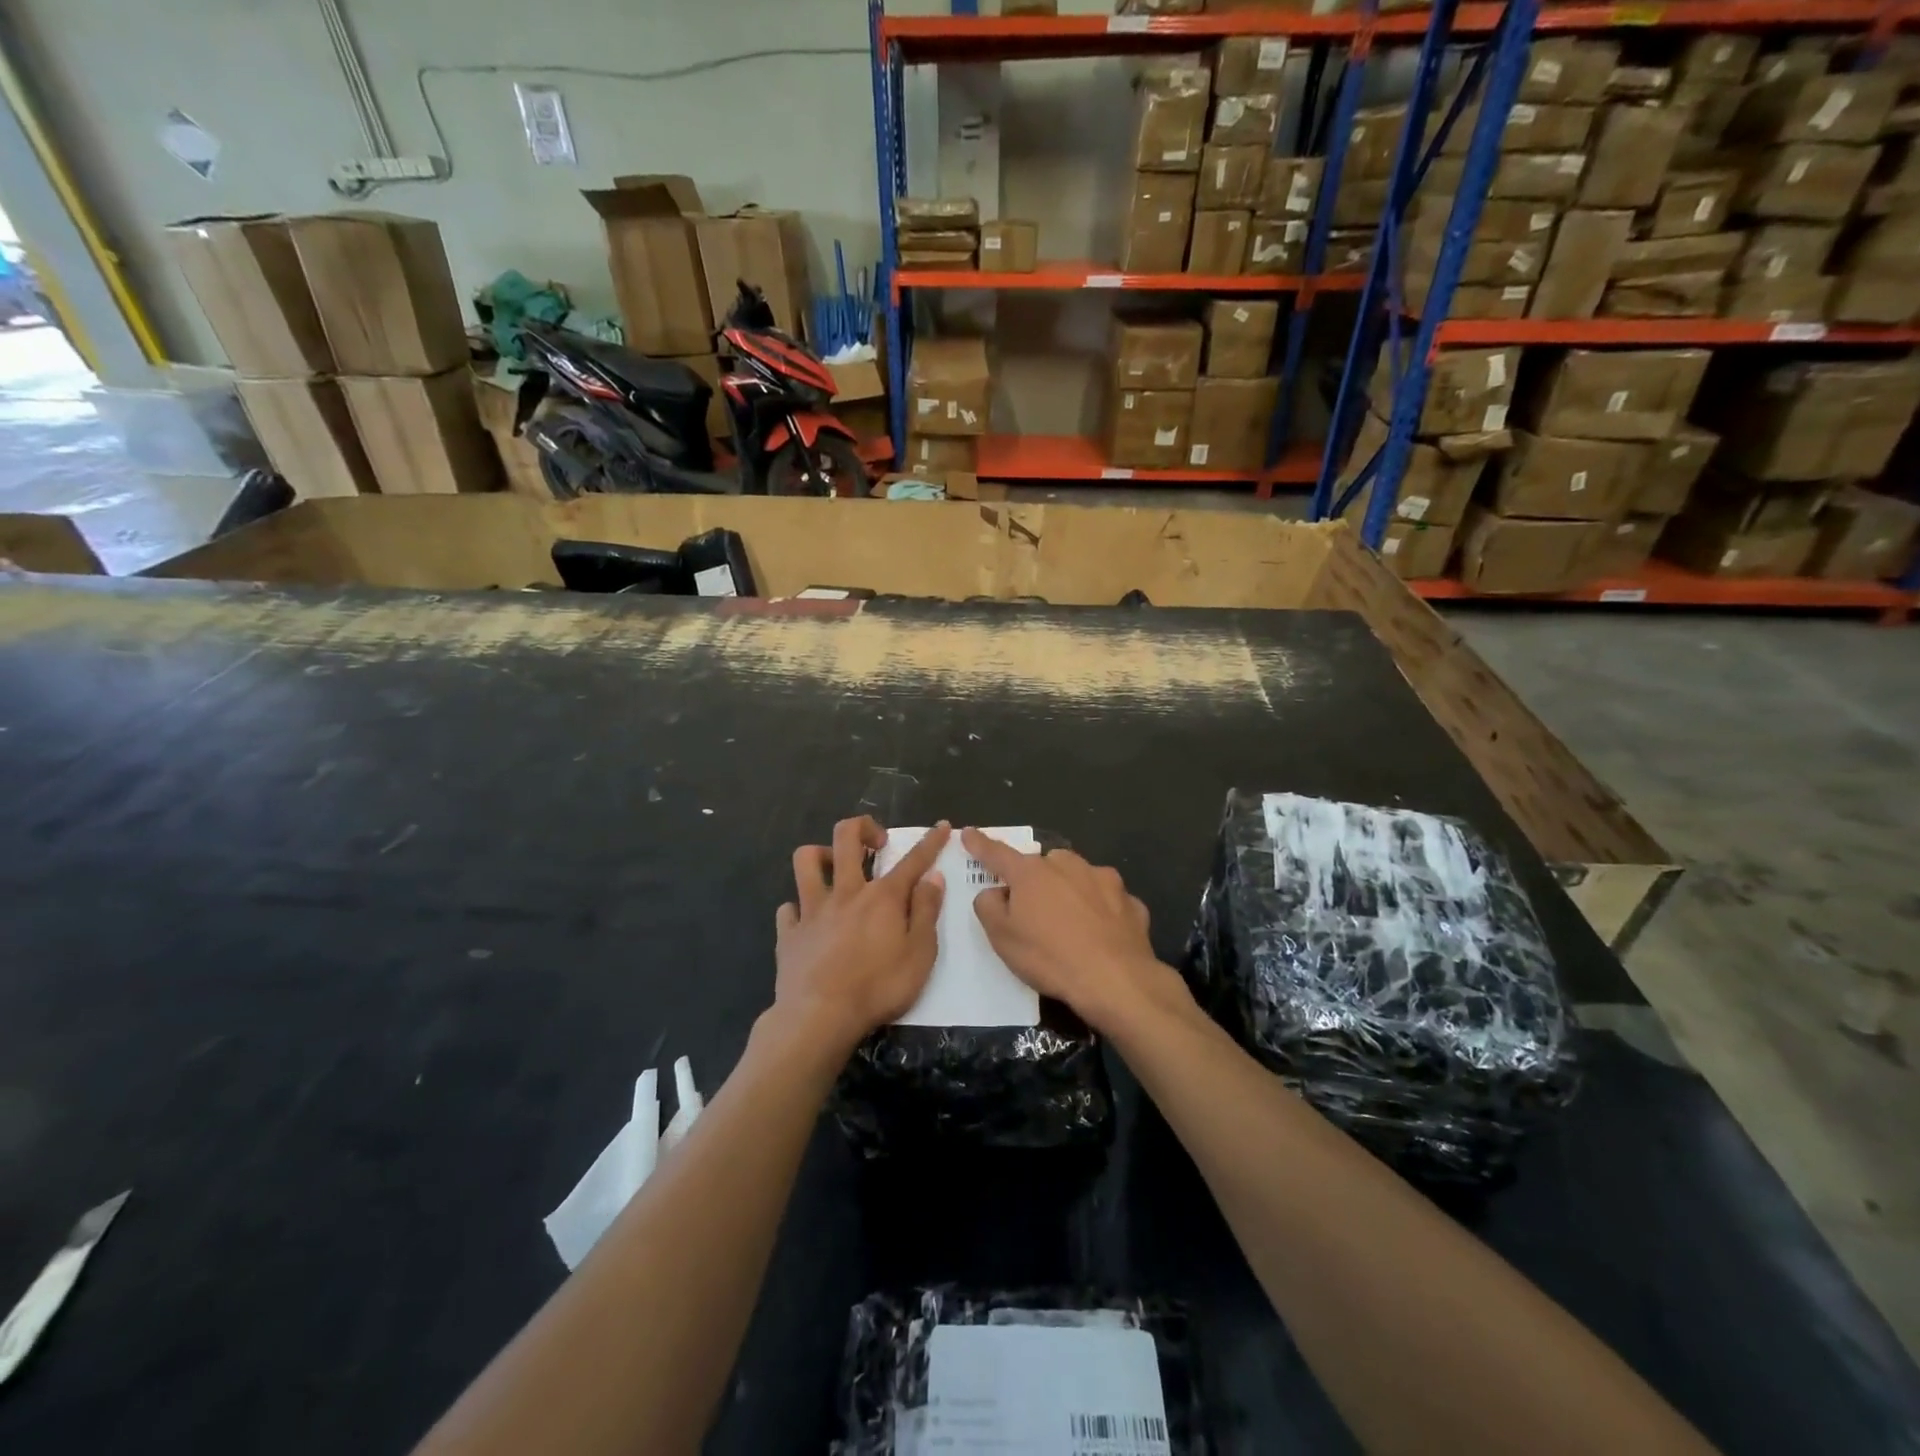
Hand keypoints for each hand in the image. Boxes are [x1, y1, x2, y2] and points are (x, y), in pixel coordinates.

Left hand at [774, 817, 949, 1049]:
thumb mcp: (920, 954)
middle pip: (846, 838)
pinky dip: (797, 910)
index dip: (930, 841)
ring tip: (834, 868)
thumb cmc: (878, 988)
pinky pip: (788, 909)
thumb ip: (927, 912)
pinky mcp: (789, 933)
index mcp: (883, 897)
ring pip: (806, 861)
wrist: (819, 1017)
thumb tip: (933, 877)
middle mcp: (846, 892)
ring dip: (820, 855)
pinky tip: (806, 921)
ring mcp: (812, 910)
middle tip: (876, 843)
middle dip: (863, 827)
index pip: (912, 860)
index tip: (941, 826)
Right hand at [963, 828, 1189, 1037]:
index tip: (968, 833)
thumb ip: (989, 907)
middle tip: (1033, 911)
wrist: (1115, 979)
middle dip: (1037, 879)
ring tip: (1071, 926)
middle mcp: (1068, 865)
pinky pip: (1107, 902)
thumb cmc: (1049, 957)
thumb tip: (995, 892)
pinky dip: (1101, 912)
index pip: (998, 853)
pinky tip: (1101, 937)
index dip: (980, 844)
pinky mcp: (1131, 901)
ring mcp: (1104, 880)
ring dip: (1071, 892)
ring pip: (1079, 878)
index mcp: (1031, 872)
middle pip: (1044, 865)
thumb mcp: (1001, 938)